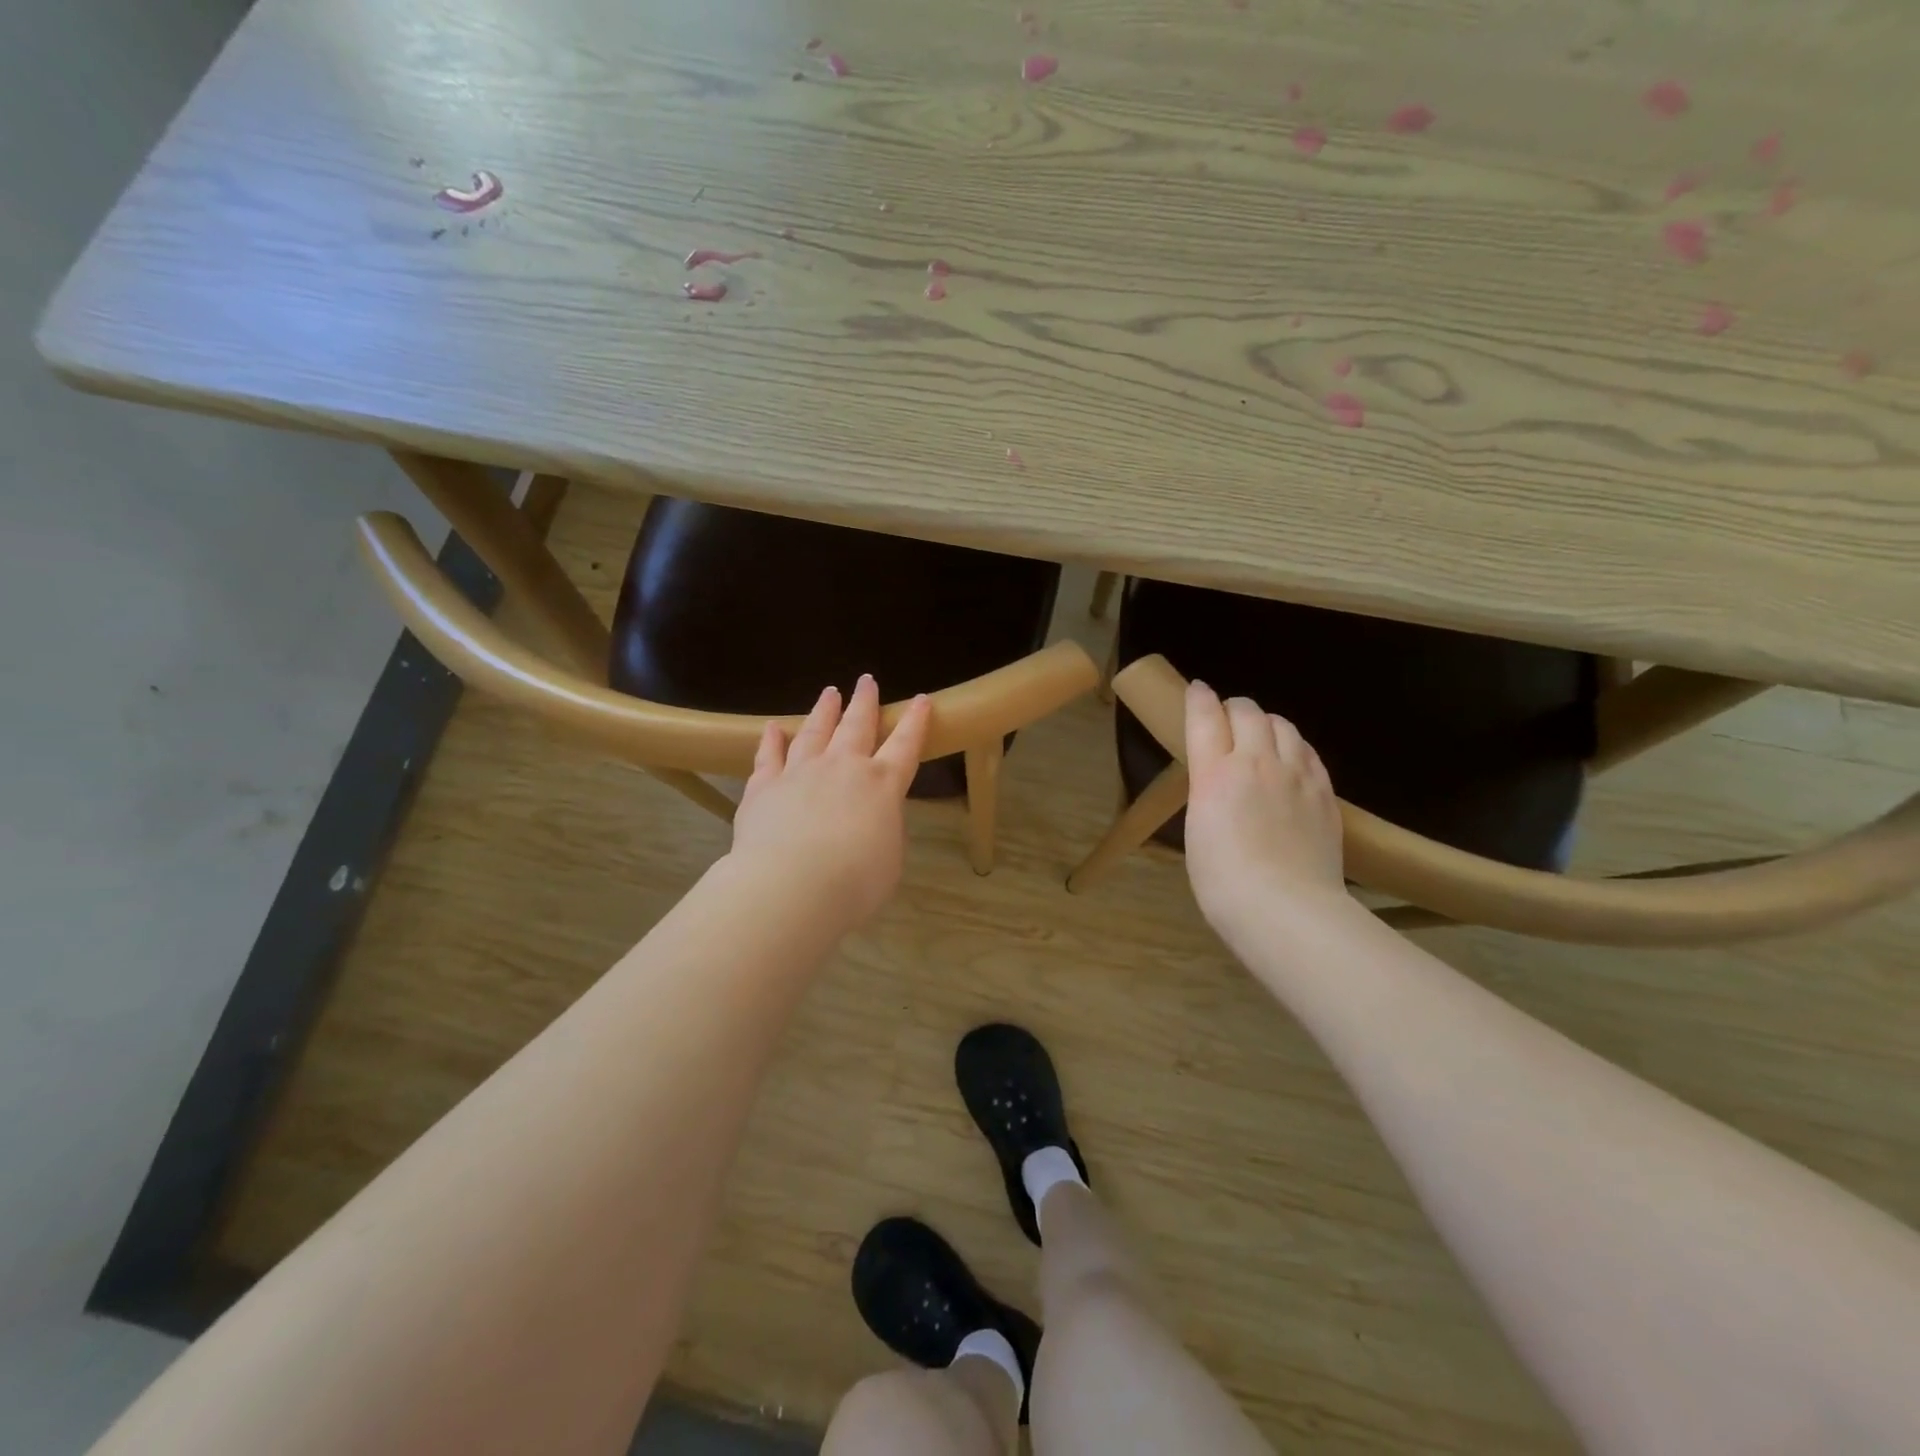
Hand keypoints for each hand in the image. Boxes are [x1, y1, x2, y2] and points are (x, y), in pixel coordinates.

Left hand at [727, 675, 931, 928]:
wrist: (792, 886)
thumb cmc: (855, 882)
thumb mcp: (889, 859)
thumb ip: (883, 830)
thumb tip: (872, 819)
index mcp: (881, 784)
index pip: (905, 745)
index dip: (915, 722)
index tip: (921, 699)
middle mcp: (842, 767)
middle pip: (856, 725)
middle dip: (864, 702)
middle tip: (866, 680)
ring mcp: (800, 772)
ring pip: (815, 731)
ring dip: (824, 711)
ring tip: (830, 693)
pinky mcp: (764, 786)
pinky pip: (769, 756)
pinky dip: (772, 740)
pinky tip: (774, 728)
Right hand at [1182, 680, 1348, 938]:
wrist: (1285, 909)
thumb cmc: (1222, 880)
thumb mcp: (1198, 830)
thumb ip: (1208, 793)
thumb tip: (1218, 782)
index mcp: (1215, 773)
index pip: (1204, 717)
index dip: (1199, 698)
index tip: (1197, 690)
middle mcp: (1256, 762)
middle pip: (1248, 712)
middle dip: (1234, 707)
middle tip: (1227, 718)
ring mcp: (1297, 775)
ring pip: (1283, 725)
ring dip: (1267, 722)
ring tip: (1260, 735)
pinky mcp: (1324, 793)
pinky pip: (1309, 752)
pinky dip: (1294, 745)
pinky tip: (1292, 758)